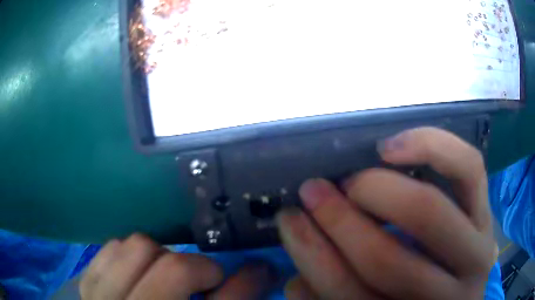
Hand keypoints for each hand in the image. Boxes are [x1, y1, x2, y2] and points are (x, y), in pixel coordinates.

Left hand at [80, 234, 274, 299]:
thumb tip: (257, 272)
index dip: (245, 282)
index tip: (258, 269)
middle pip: (174, 267)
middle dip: (199, 270)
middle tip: (203, 283)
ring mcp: (100, 297)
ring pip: (138, 247)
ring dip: (162, 259)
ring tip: (166, 279)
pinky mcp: (87, 285)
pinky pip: (112, 248)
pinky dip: (132, 255)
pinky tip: (138, 275)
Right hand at [277, 127, 496, 299]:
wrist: (461, 291)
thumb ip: (333, 295)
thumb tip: (296, 279)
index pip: (351, 297)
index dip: (314, 259)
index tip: (290, 220)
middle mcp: (446, 295)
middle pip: (388, 262)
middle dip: (339, 221)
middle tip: (312, 191)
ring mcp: (476, 250)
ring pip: (429, 213)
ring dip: (377, 191)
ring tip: (349, 180)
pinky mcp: (487, 213)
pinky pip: (468, 168)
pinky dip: (431, 148)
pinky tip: (393, 149)